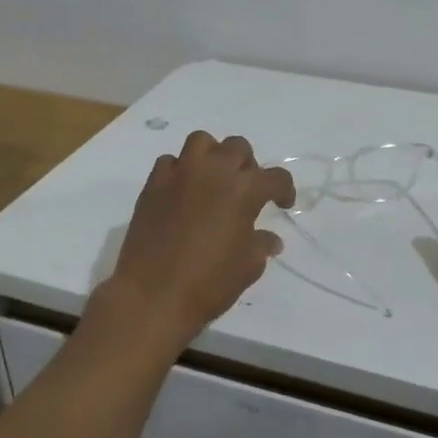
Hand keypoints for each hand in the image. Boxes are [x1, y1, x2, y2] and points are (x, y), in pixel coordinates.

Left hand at [107, 132, 295, 344]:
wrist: (153, 295)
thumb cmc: (209, 283)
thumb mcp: (248, 267)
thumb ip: (261, 245)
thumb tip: (270, 238)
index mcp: (244, 190)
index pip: (275, 177)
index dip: (284, 189)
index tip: (282, 204)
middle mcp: (214, 172)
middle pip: (238, 148)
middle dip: (247, 166)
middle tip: (245, 190)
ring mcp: (180, 174)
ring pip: (202, 142)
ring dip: (213, 156)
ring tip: (213, 180)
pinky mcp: (153, 184)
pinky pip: (170, 162)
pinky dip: (180, 171)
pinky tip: (182, 193)